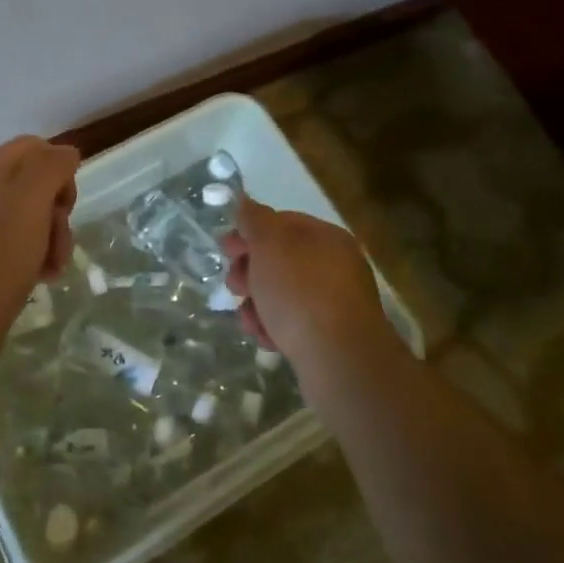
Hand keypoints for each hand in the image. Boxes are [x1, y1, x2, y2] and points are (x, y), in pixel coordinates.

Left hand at [0, 135, 79, 354]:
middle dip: (57, 211)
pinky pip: (14, 249)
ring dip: (51, 239)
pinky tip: (41, 278)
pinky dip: (33, 259)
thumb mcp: (30, 199)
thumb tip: (66, 153)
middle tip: (61, 238)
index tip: (67, 200)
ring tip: (54, 268)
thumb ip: (51, 167)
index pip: (32, 148)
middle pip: (33, 186)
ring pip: (27, 220)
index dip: (58, 167)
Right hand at [219, 193, 398, 376]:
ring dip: (257, 303)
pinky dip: (275, 327)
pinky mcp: (331, 338)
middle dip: (250, 272)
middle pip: (281, 260)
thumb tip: (246, 202)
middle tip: (233, 286)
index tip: (225, 250)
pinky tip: (265, 338)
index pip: (282, 223)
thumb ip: (255, 220)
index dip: (249, 233)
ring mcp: (336, 303)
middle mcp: (336, 266)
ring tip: (248, 319)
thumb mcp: (270, 244)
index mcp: (326, 237)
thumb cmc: (300, 291)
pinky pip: (295, 324)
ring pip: (283, 295)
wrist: (339, 359)